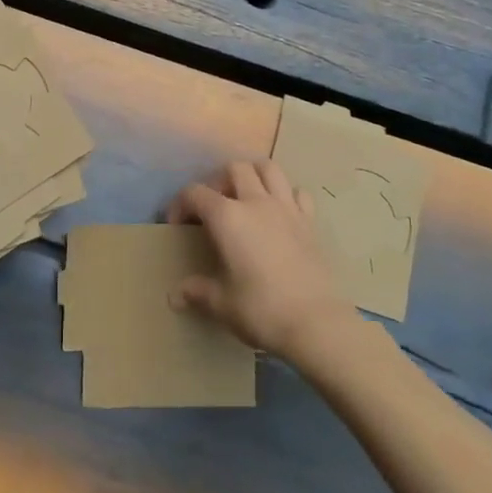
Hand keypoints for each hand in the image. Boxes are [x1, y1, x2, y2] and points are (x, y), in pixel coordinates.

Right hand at [167, 158, 355, 363]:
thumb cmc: (261, 310)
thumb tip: (175, 296)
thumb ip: (197, 292)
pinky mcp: (310, 222)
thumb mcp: (222, 304)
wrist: (316, 323)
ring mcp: (286, 208)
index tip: (177, 224)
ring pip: (269, 169)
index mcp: (227, 218)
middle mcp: (256, 203)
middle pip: (235, 168)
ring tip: (246, 198)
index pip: (195, 193)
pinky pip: (297, 193)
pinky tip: (280, 214)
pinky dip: (286, 195)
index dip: (180, 204)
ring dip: (254, 175)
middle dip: (219, 181)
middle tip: (214, 207)